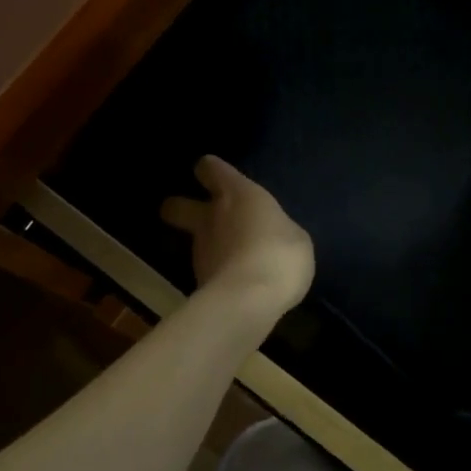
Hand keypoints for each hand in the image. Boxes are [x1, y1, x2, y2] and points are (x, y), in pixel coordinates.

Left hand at [160, 156, 313, 317]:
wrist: (248, 301)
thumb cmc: (279, 255)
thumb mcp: (295, 237)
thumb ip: (277, 229)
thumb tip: (270, 234)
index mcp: (237, 194)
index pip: (210, 169)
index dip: (210, 170)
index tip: (213, 174)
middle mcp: (211, 217)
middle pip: (175, 205)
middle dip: (179, 207)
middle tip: (195, 214)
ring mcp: (200, 251)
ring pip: (191, 240)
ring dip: (205, 245)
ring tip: (229, 257)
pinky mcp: (198, 282)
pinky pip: (207, 270)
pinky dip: (216, 274)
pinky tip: (235, 283)